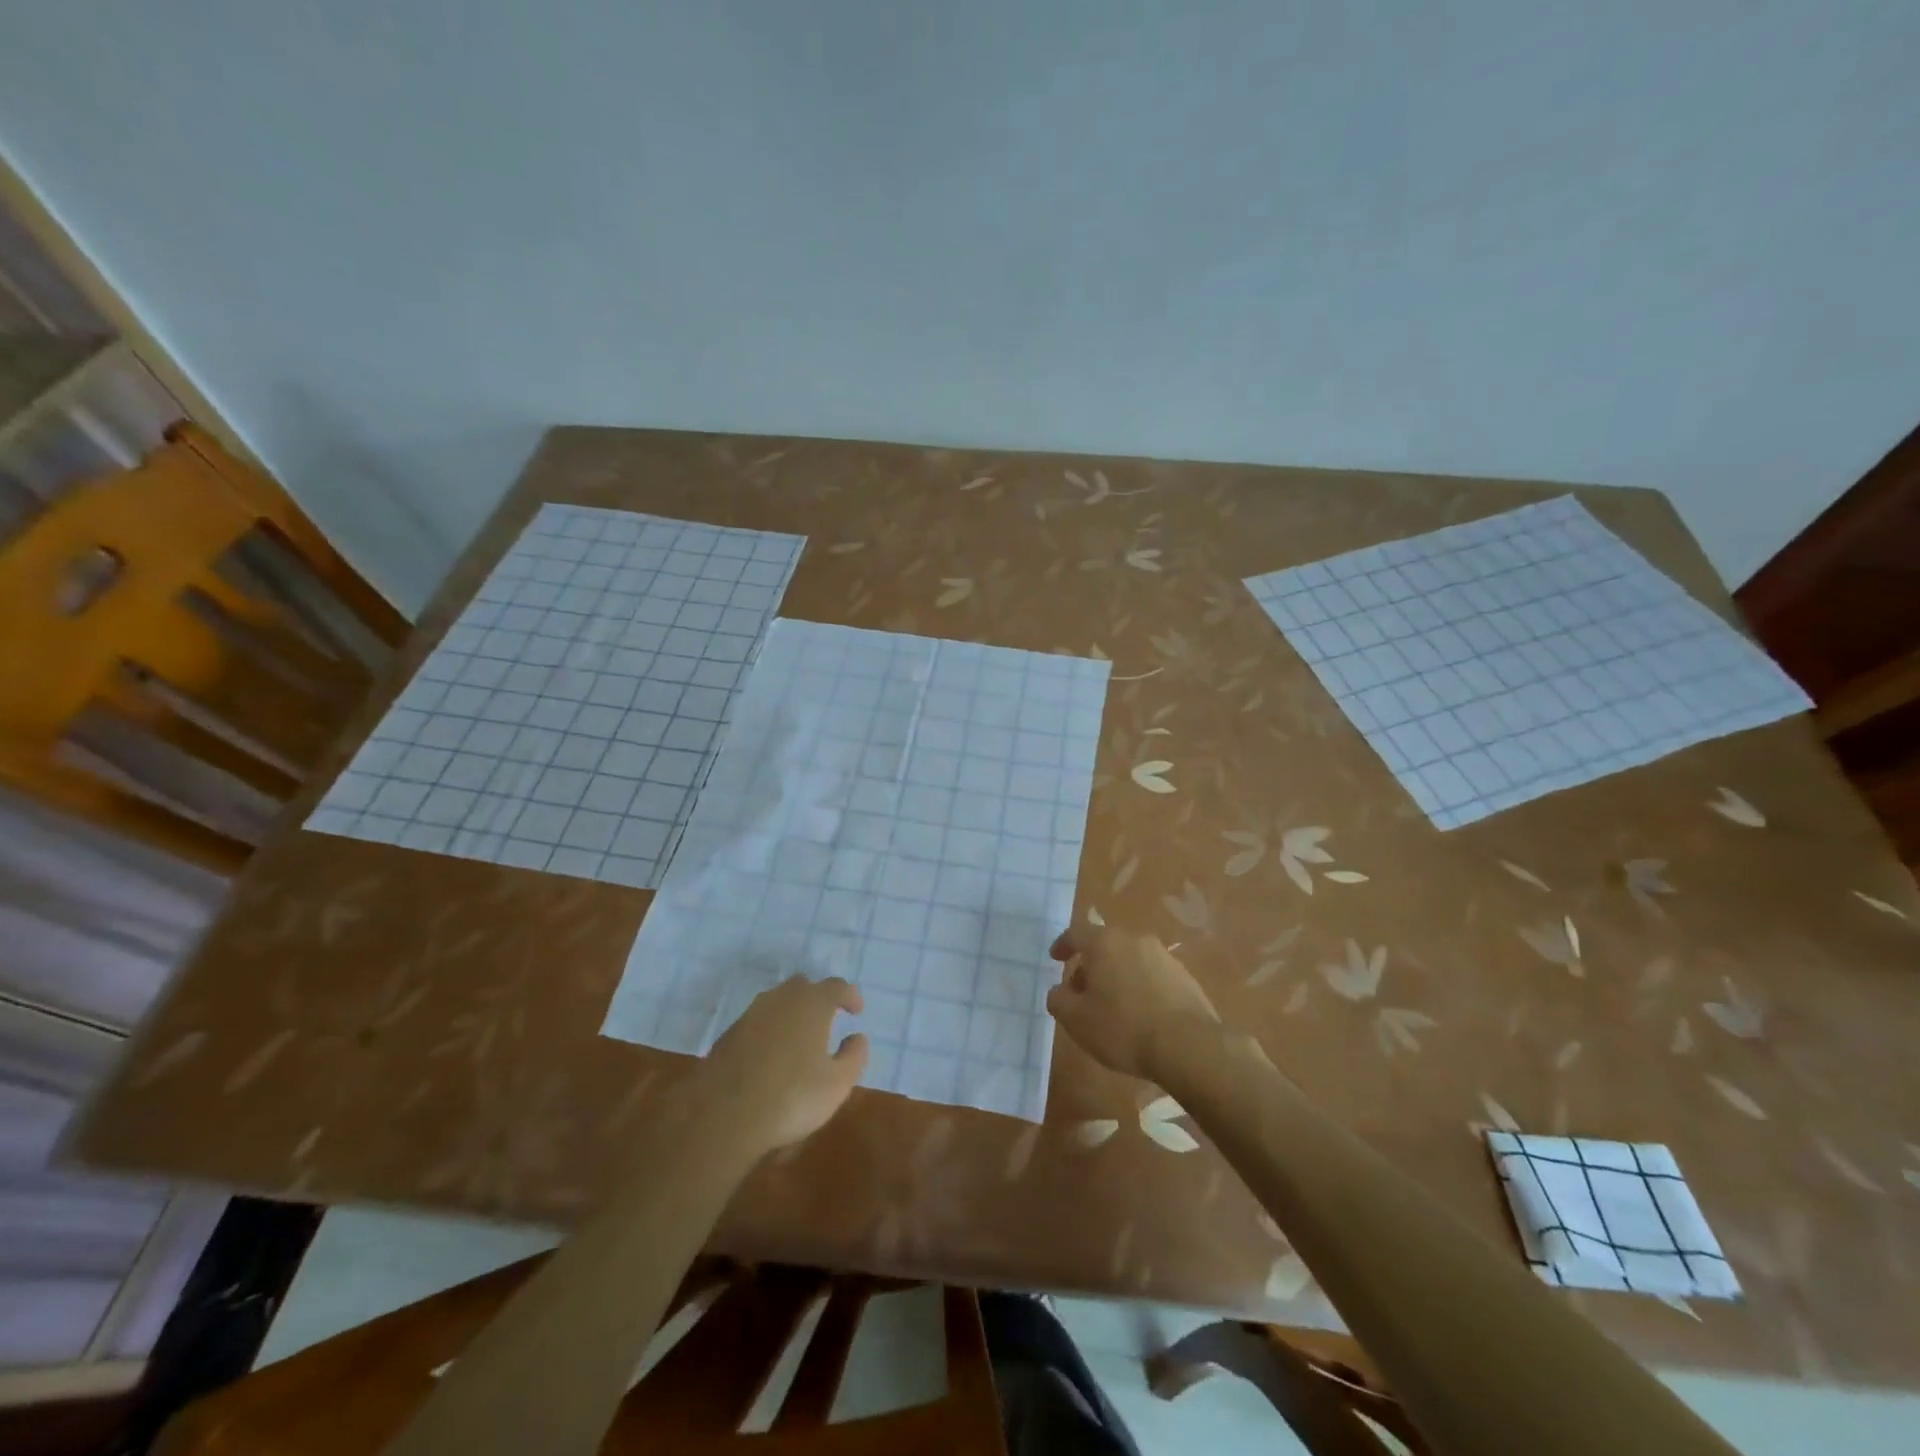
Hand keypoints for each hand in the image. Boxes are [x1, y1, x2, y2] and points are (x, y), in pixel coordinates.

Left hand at [694, 977, 868, 1158]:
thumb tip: (857, 1037)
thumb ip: (854, 1056)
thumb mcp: (837, 1084)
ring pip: (778, 1001)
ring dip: (793, 1012)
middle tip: (828, 1018)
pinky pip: (759, 1021)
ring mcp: (752, 1013)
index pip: (837, 986)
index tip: (857, 1011)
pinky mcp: (730, 1033)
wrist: (723, 1116)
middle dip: (819, 998)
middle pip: (804, 986)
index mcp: (812, 1003)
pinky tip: (773, 1054)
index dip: (850, 996)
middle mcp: (782, 998)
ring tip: (801, 1037)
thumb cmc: (791, 1097)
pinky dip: (771, 1029)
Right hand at [1046, 923, 1218, 1078]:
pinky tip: (1138, 1014)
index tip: (1055, 958)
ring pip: (1129, 959)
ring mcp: (1163, 956)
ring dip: (1115, 976)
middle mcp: (1134, 940)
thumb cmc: (1123, 1028)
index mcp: (1105, 943)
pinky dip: (1138, 987)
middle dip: (1090, 965)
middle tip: (1081, 991)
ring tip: (1110, 1006)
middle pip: (1104, 945)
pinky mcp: (1184, 976)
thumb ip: (1058, 1000)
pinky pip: (1151, 975)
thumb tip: (1059, 991)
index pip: (1076, 933)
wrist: (1187, 1046)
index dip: (1063, 945)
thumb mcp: (1076, 1020)